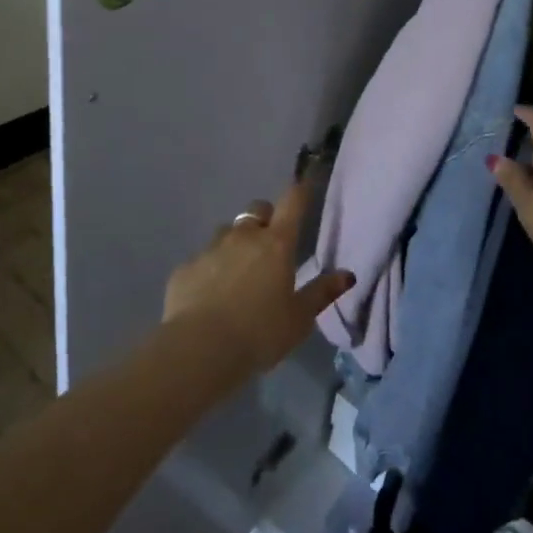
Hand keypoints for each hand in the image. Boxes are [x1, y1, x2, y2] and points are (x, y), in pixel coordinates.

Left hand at [163, 173, 354, 377]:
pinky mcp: (186, 267)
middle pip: (257, 210)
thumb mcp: (300, 319)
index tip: (304, 184)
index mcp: (276, 244)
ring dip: (236, 243)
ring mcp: (210, 248)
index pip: (292, 202)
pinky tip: (210, 295)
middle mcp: (243, 236)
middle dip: (265, 218)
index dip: (300, 190)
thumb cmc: (260, 333)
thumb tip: (347, 275)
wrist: (200, 348)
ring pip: (227, 232)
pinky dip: (210, 269)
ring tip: (238, 273)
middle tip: (270, 245)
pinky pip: (203, 259)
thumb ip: (322, 293)